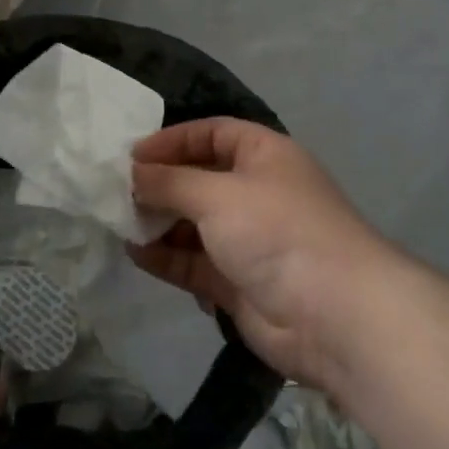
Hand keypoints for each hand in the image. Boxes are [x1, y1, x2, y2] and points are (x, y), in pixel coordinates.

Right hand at [130, 120, 401, 393]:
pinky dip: (167, 257)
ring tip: (119, 222)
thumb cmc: (276, 231)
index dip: (173, 140)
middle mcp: (256, 192)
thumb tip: (133, 173)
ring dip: (159, 222)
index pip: (212, 134)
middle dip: (161, 185)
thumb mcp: (217, 194)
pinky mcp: (238, 281)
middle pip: (200, 179)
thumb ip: (170, 182)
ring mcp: (248, 240)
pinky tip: (135, 253)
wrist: (332, 314)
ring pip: (194, 223)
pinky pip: (195, 262)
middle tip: (116, 192)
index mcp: (264, 156)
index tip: (132, 155)